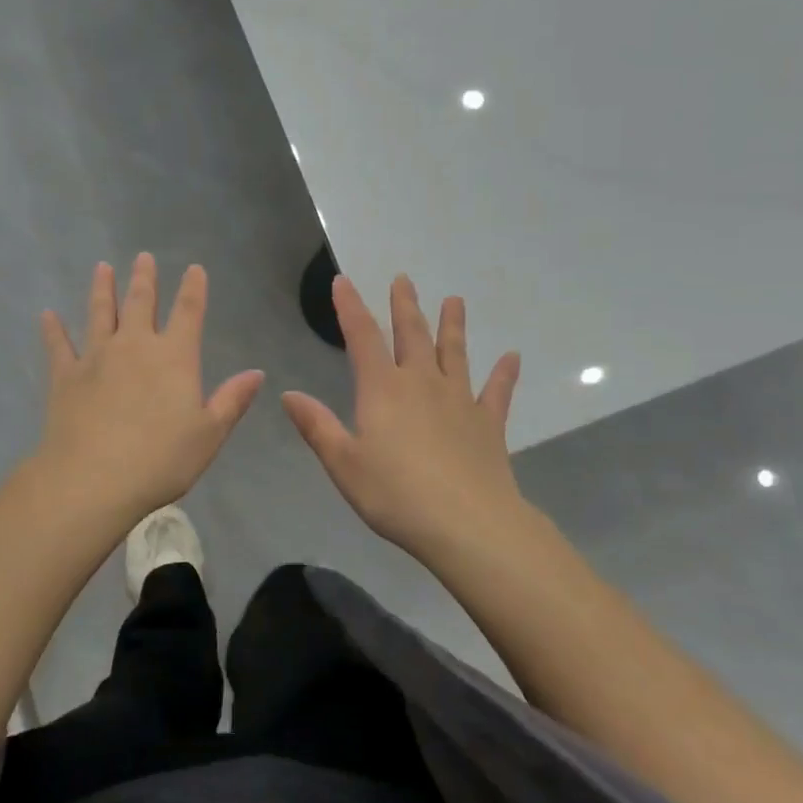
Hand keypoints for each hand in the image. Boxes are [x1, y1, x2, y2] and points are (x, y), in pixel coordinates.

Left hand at [36, 254, 263, 521]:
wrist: (93, 479)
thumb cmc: (160, 459)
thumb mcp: (209, 434)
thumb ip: (232, 400)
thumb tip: (256, 373)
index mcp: (174, 357)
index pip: (189, 312)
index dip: (193, 288)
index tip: (194, 268)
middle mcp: (135, 346)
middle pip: (141, 303)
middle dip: (144, 278)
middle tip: (143, 257)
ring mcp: (96, 357)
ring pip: (100, 314)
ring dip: (102, 289)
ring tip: (102, 268)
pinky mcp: (65, 376)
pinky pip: (58, 345)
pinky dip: (53, 329)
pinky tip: (47, 315)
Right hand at [283, 274, 524, 562]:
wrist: (467, 524)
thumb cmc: (396, 495)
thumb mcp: (344, 464)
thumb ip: (317, 426)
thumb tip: (289, 394)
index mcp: (383, 390)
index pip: (362, 337)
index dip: (350, 307)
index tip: (344, 281)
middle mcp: (422, 384)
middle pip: (412, 335)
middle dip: (405, 306)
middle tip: (404, 279)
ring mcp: (460, 401)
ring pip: (454, 353)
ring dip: (453, 326)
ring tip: (455, 300)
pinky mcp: (488, 424)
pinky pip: (497, 392)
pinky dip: (504, 374)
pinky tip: (513, 357)